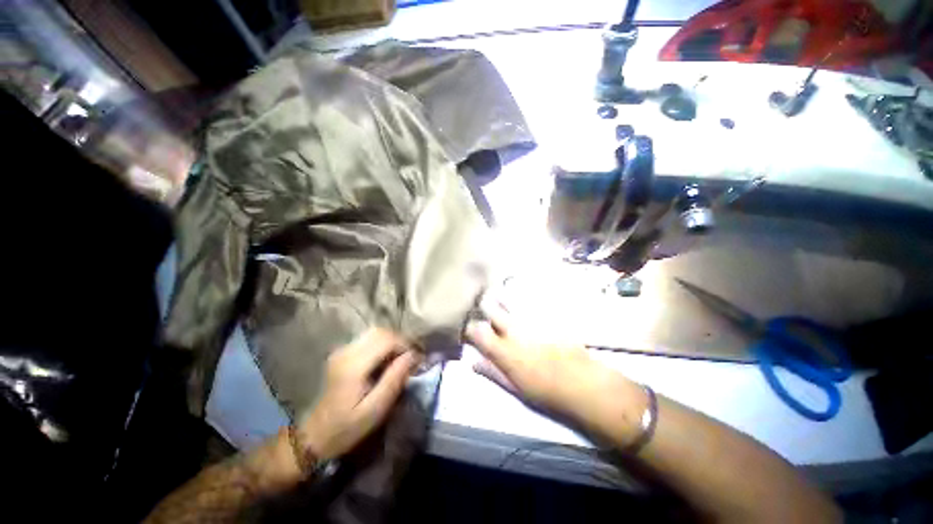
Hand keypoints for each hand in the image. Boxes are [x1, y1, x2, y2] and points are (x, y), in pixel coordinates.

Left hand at [297, 329, 421, 460]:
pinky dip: (382, 344)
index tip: (417, 360)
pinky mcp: (342, 354)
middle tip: (410, 358)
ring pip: (375, 333)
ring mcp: (342, 351)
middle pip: (381, 331)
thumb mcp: (375, 410)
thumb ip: (394, 380)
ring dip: (392, 341)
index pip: (387, 339)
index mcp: (354, 365)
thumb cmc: (346, 427)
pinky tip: (386, 360)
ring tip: (400, 359)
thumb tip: (412, 356)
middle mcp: (347, 351)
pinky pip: (368, 339)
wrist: (314, 436)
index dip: (406, 345)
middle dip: (400, 341)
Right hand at [466, 303, 644, 437]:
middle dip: (482, 304)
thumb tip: (472, 362)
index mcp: (503, 350)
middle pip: (491, 308)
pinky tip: (518, 296)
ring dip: (500, 296)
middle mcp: (513, 329)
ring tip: (497, 294)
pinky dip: (519, 297)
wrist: (582, 381)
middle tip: (481, 304)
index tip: (470, 327)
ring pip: (508, 299)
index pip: (476, 331)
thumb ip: (492, 372)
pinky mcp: (545, 313)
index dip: (469, 327)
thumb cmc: (546, 390)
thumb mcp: (514, 387)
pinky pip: (527, 299)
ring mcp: (529, 319)